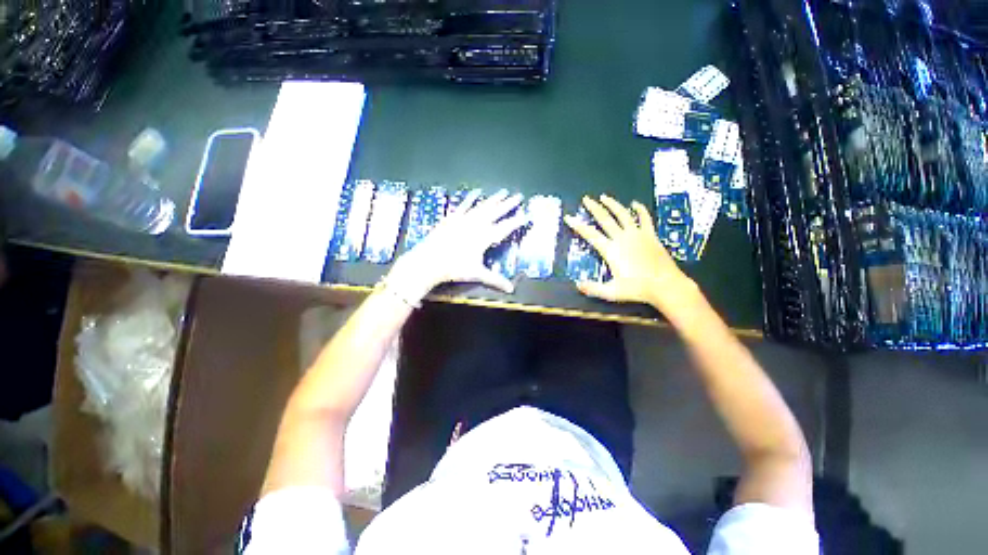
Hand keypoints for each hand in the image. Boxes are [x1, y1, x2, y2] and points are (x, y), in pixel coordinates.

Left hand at [387, 190, 528, 301]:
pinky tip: (476, 192)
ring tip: (503, 191)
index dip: (517, 221)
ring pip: (482, 206)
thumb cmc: (454, 268)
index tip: (527, 214)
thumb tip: (511, 289)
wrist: (429, 261)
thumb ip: (495, 280)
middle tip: (518, 196)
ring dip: (493, 199)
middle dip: (508, 204)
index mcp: (484, 237)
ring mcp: (463, 219)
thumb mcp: (477, 273)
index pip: (505, 227)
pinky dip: (471, 198)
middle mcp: (476, 225)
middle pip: (495, 212)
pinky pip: (464, 205)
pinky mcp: (452, 217)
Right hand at [564, 195, 696, 309]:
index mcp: (611, 250)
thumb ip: (593, 288)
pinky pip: (645, 219)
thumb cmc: (637, 289)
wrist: (665, 285)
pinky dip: (640, 210)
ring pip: (623, 214)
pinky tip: (635, 203)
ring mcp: (638, 235)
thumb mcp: (611, 292)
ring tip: (604, 197)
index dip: (577, 225)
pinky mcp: (650, 235)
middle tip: (586, 199)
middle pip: (605, 219)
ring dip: (613, 204)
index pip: (590, 234)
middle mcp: (622, 238)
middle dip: (594, 208)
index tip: (569, 217)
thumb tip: (578, 284)